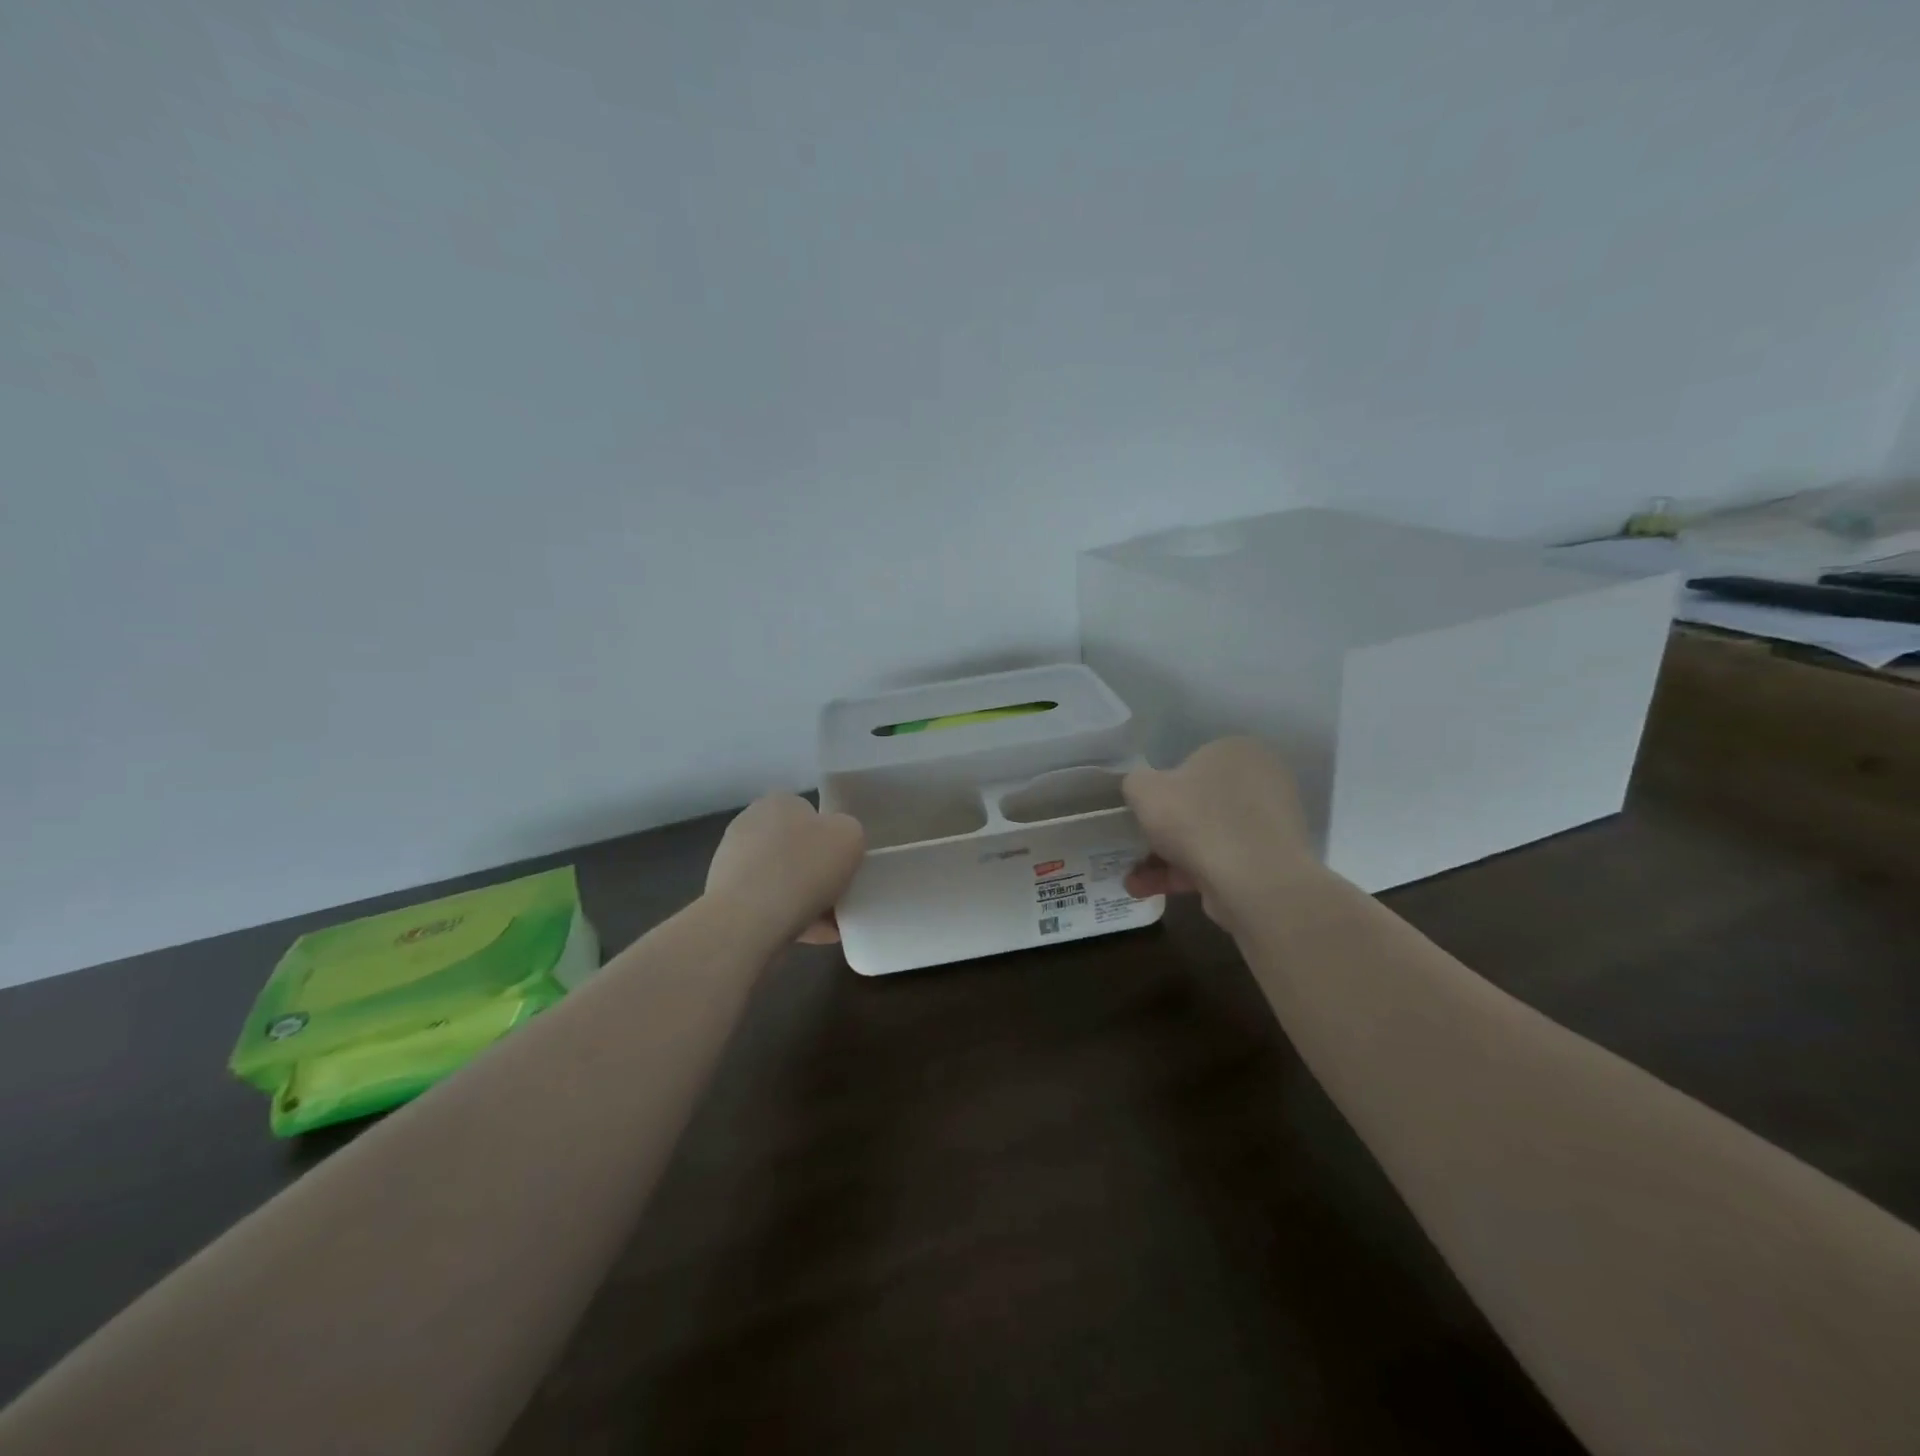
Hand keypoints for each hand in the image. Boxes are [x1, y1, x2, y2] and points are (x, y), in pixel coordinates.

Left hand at [705, 794, 865, 943]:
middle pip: (795, 849)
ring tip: (831, 925)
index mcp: (778, 803)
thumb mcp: (851, 836)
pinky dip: (790, 919)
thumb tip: (836, 845)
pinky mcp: (725, 899)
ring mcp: (732, 863)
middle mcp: (750, 826)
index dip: (831, 840)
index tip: (843, 864)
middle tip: (840, 895)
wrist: (749, 920)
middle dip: (816, 873)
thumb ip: (848, 833)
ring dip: (805, 900)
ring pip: (782, 881)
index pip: (810, 815)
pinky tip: (814, 936)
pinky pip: (768, 906)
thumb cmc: (804, 867)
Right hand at [1122, 737, 1319, 928]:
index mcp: (1237, 751)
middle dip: (1163, 830)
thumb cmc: (1195, 820)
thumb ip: (1136, 782)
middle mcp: (1261, 780)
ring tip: (1134, 882)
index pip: (1190, 763)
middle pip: (1197, 803)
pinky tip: (1149, 891)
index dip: (1161, 789)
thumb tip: (1143, 790)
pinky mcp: (1269, 860)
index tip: (1143, 813)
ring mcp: (1269, 823)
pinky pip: (1219, 861)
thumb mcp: (1143, 789)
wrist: (1252, 881)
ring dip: (1166, 858)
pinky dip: (1185, 874)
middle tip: (1137, 848)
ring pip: (1206, 836)